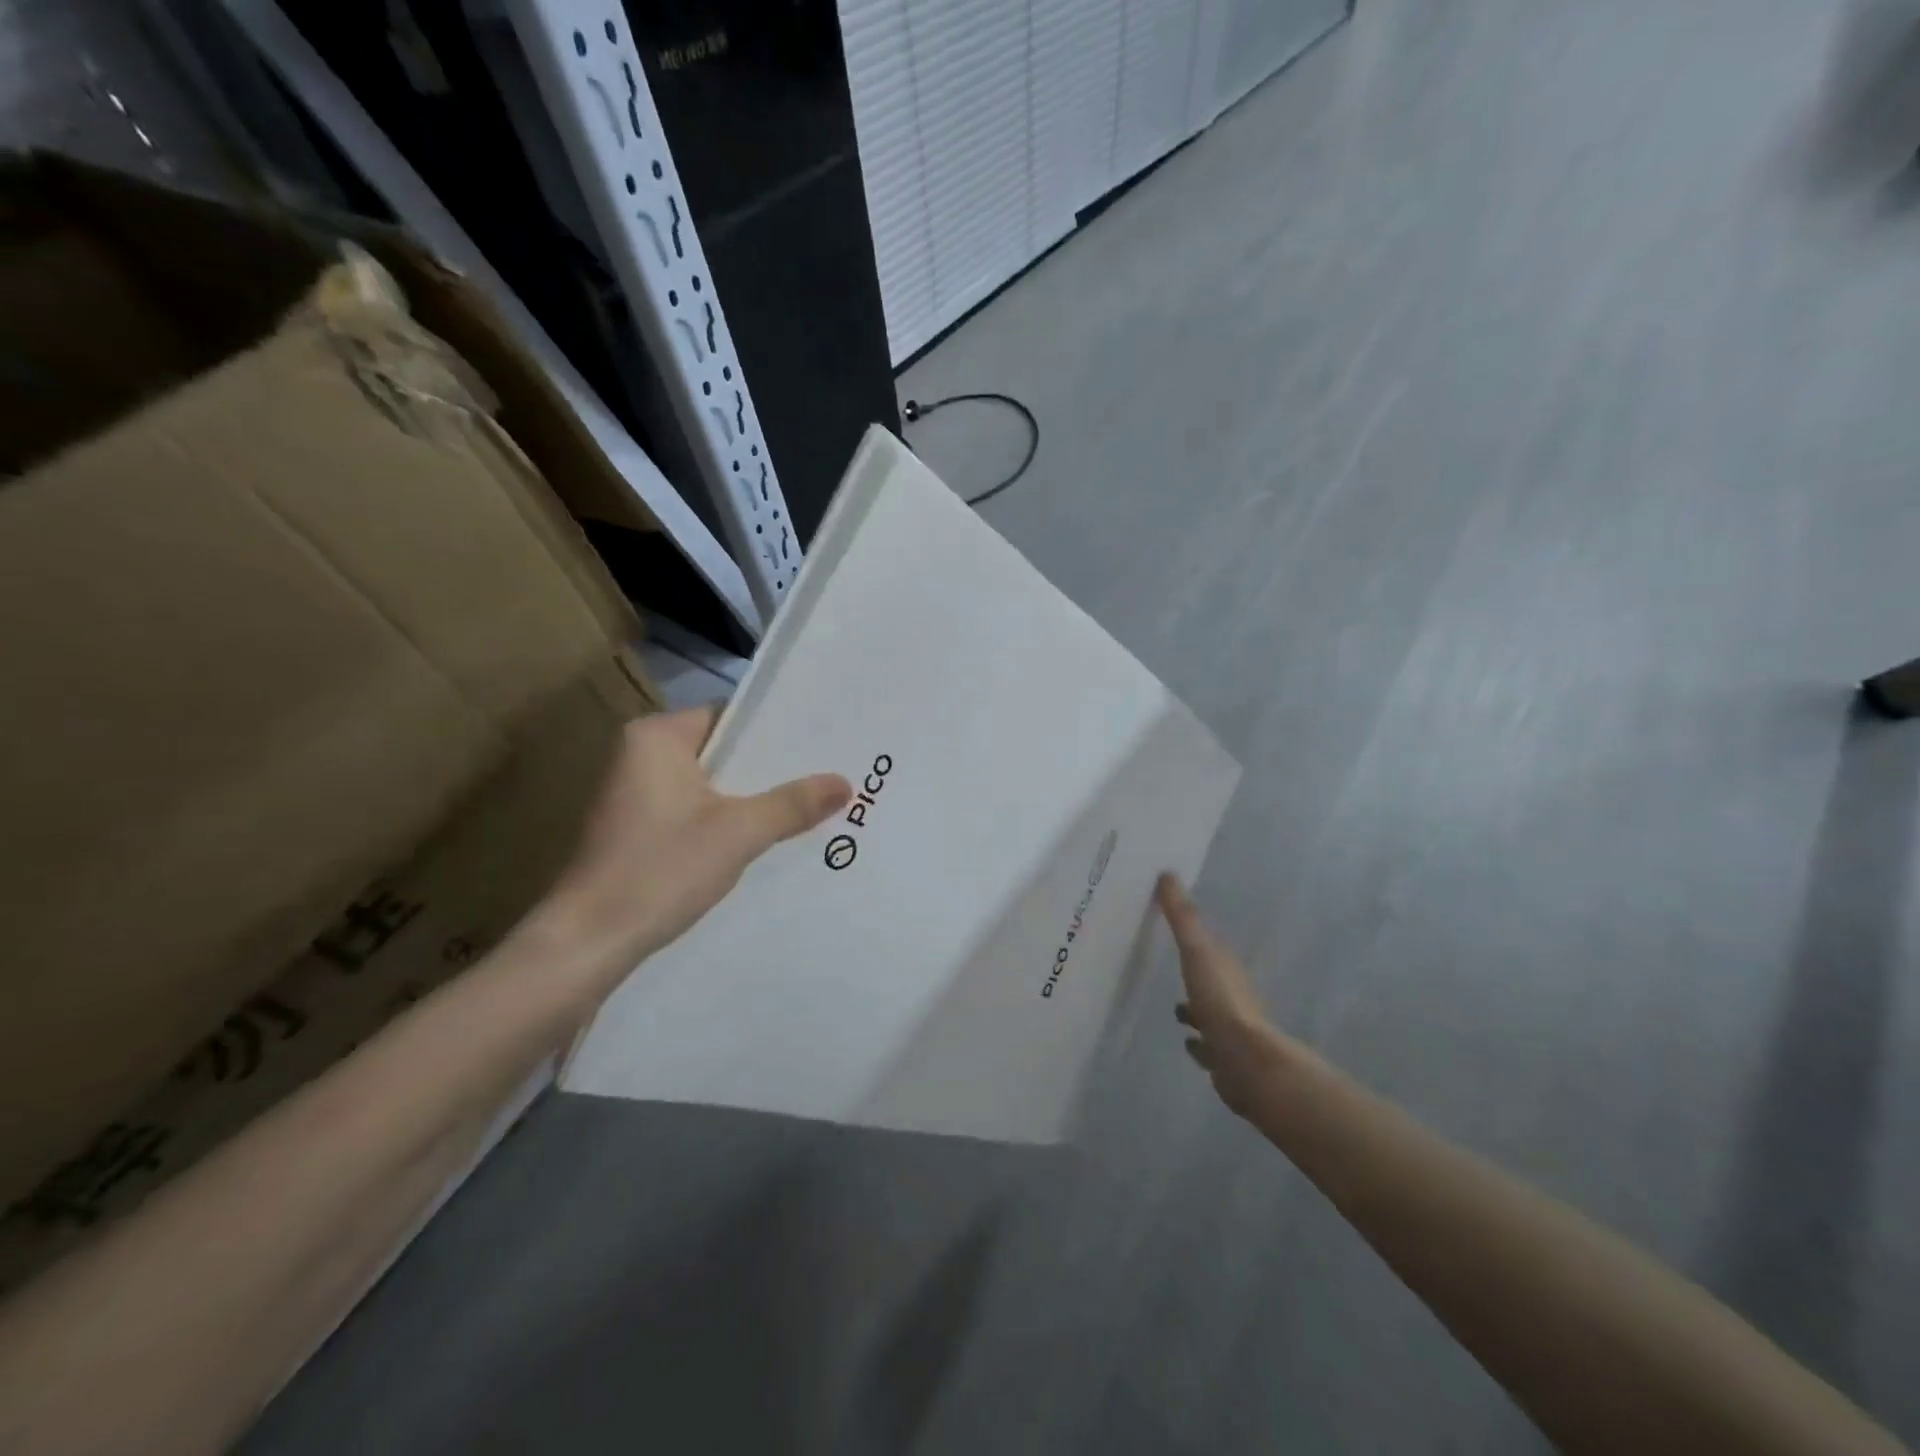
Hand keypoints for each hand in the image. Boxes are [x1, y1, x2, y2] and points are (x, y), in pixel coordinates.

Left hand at [537, 708, 850, 996]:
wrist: (588, 943)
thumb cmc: (660, 870)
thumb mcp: (738, 833)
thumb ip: (792, 804)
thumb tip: (844, 782)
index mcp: (656, 737)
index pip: (731, 717)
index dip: (779, 730)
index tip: (824, 743)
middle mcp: (641, 755)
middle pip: (723, 752)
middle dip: (771, 769)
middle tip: (828, 774)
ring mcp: (636, 795)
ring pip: (712, 785)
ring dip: (752, 798)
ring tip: (811, 803)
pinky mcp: (638, 830)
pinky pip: (697, 811)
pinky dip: (728, 820)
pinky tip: (766, 837)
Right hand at [1157, 875, 1276, 1116]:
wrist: (1247, 1063)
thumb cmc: (1221, 1002)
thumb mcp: (1197, 952)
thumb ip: (1182, 916)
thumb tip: (1167, 873)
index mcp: (1226, 967)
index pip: (1209, 945)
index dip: (1192, 936)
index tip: (1173, 930)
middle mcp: (1232, 995)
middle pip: (1210, 979)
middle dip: (1195, 975)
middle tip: (1169, 967)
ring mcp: (1231, 1028)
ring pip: (1209, 1013)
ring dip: (1195, 1010)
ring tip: (1174, 1008)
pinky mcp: (1225, 1058)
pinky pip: (1208, 1045)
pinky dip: (1198, 1042)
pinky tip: (1187, 1041)